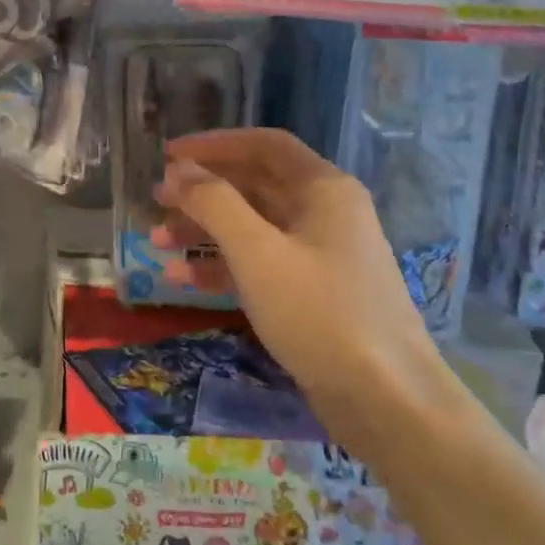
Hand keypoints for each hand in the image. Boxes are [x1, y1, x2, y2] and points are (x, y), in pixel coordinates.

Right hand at [152, 129, 443, 402]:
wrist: (387, 400)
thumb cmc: (320, 312)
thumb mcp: (258, 253)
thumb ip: (215, 204)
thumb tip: (180, 170)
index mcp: (323, 189)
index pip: (263, 145)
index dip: (213, 144)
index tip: (169, 154)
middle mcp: (325, 212)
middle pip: (254, 185)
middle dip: (203, 191)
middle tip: (157, 198)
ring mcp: (320, 254)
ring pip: (253, 227)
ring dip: (205, 230)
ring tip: (157, 242)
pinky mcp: (313, 293)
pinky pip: (260, 264)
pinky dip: (223, 266)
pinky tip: (183, 278)